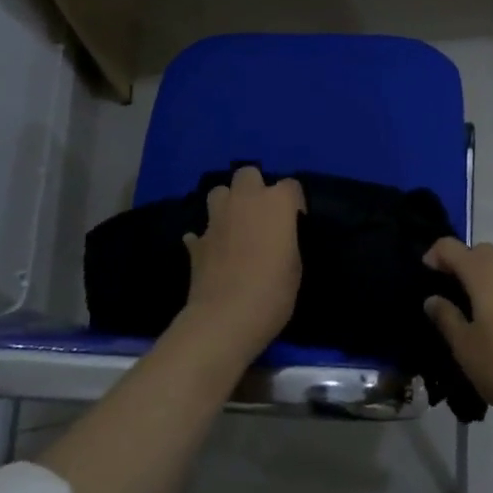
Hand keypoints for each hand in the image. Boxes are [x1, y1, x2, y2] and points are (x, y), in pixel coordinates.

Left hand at [180, 167, 304, 361]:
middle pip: (248, 174)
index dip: (293, 202)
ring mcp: (216, 219)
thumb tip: (278, 236)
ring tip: (234, 225)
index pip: (291, 185)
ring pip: (218, 192)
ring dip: (227, 204)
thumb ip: (287, 240)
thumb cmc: (274, 291)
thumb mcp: (295, 265)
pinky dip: (206, 238)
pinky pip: (200, 231)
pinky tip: (212, 252)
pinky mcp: (196, 242)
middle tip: (261, 214)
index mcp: (277, 203)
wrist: (226, 318)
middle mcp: (245, 201)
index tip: (295, 222)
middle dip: (254, 188)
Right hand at [422, 239, 492, 425]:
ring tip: (465, 311)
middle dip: (458, 264)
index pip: (451, 247)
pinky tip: (491, 324)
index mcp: (483, 274)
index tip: (424, 281)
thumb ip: (446, 318)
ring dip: (478, 278)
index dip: (433, 257)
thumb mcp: (465, 347)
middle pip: (477, 251)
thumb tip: (432, 298)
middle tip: (444, 293)